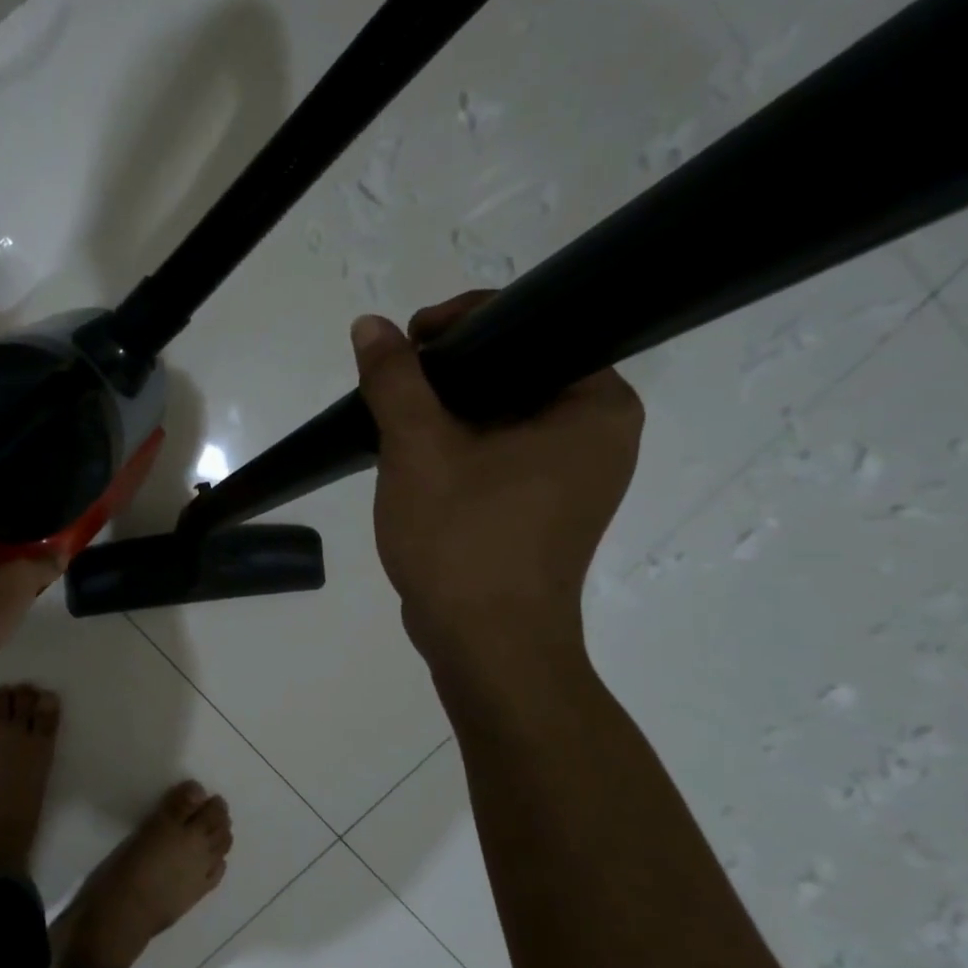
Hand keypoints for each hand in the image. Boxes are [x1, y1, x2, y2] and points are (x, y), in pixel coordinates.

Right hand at [351, 293, 641, 658]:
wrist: (484, 646)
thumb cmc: (464, 540)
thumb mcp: (419, 449)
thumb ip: (395, 380)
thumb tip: (370, 325)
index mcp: (596, 406)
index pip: (537, 327)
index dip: (466, 322)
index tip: (410, 342)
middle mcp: (597, 433)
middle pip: (516, 369)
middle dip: (448, 370)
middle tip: (395, 379)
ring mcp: (571, 475)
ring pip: (501, 413)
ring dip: (447, 408)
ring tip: (394, 411)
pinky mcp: (541, 506)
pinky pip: (498, 451)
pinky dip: (458, 444)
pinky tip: (413, 452)